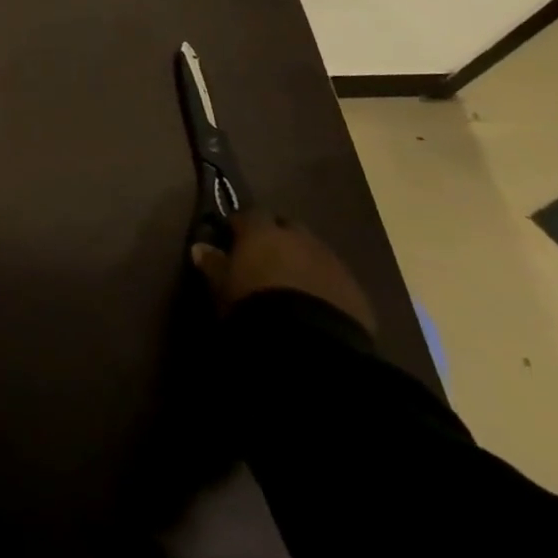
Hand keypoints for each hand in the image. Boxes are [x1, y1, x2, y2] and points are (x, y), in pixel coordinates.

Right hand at [190, 209, 376, 332]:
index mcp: (263, 231)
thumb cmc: (255, 305)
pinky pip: (336, 280)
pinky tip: (317, 305)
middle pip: (288, 227)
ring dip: (303, 261)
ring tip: (292, 284)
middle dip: (278, 238)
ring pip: (315, 252)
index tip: (233, 239)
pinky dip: (325, 285)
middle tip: (265, 259)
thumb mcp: (223, 286)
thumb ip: (212, 263)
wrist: (310, 342)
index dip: (241, 225)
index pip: (250, 214)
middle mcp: (300, 238)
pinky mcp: (357, 292)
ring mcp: (332, 263)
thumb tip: (200, 247)